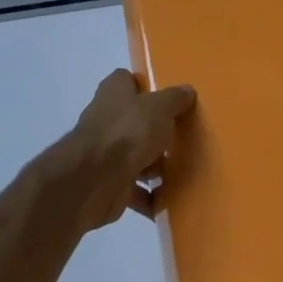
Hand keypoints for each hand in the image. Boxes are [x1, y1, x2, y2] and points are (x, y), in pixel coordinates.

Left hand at [63, 69, 196, 222]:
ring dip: (155, 167)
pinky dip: (149, 197)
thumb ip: (174, 99)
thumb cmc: (127, 131)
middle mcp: (107, 120)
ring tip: (182, 171)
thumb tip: (187, 90)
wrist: (94, 180)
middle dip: (157, 131)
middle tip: (183, 137)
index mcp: (114, 93)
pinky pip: (134, 190)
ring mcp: (106, 153)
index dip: (145, 87)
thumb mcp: (159, 107)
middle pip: (135, 121)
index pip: (126, 81)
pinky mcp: (109, 184)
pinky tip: (168, 200)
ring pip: (136, 156)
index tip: (169, 98)